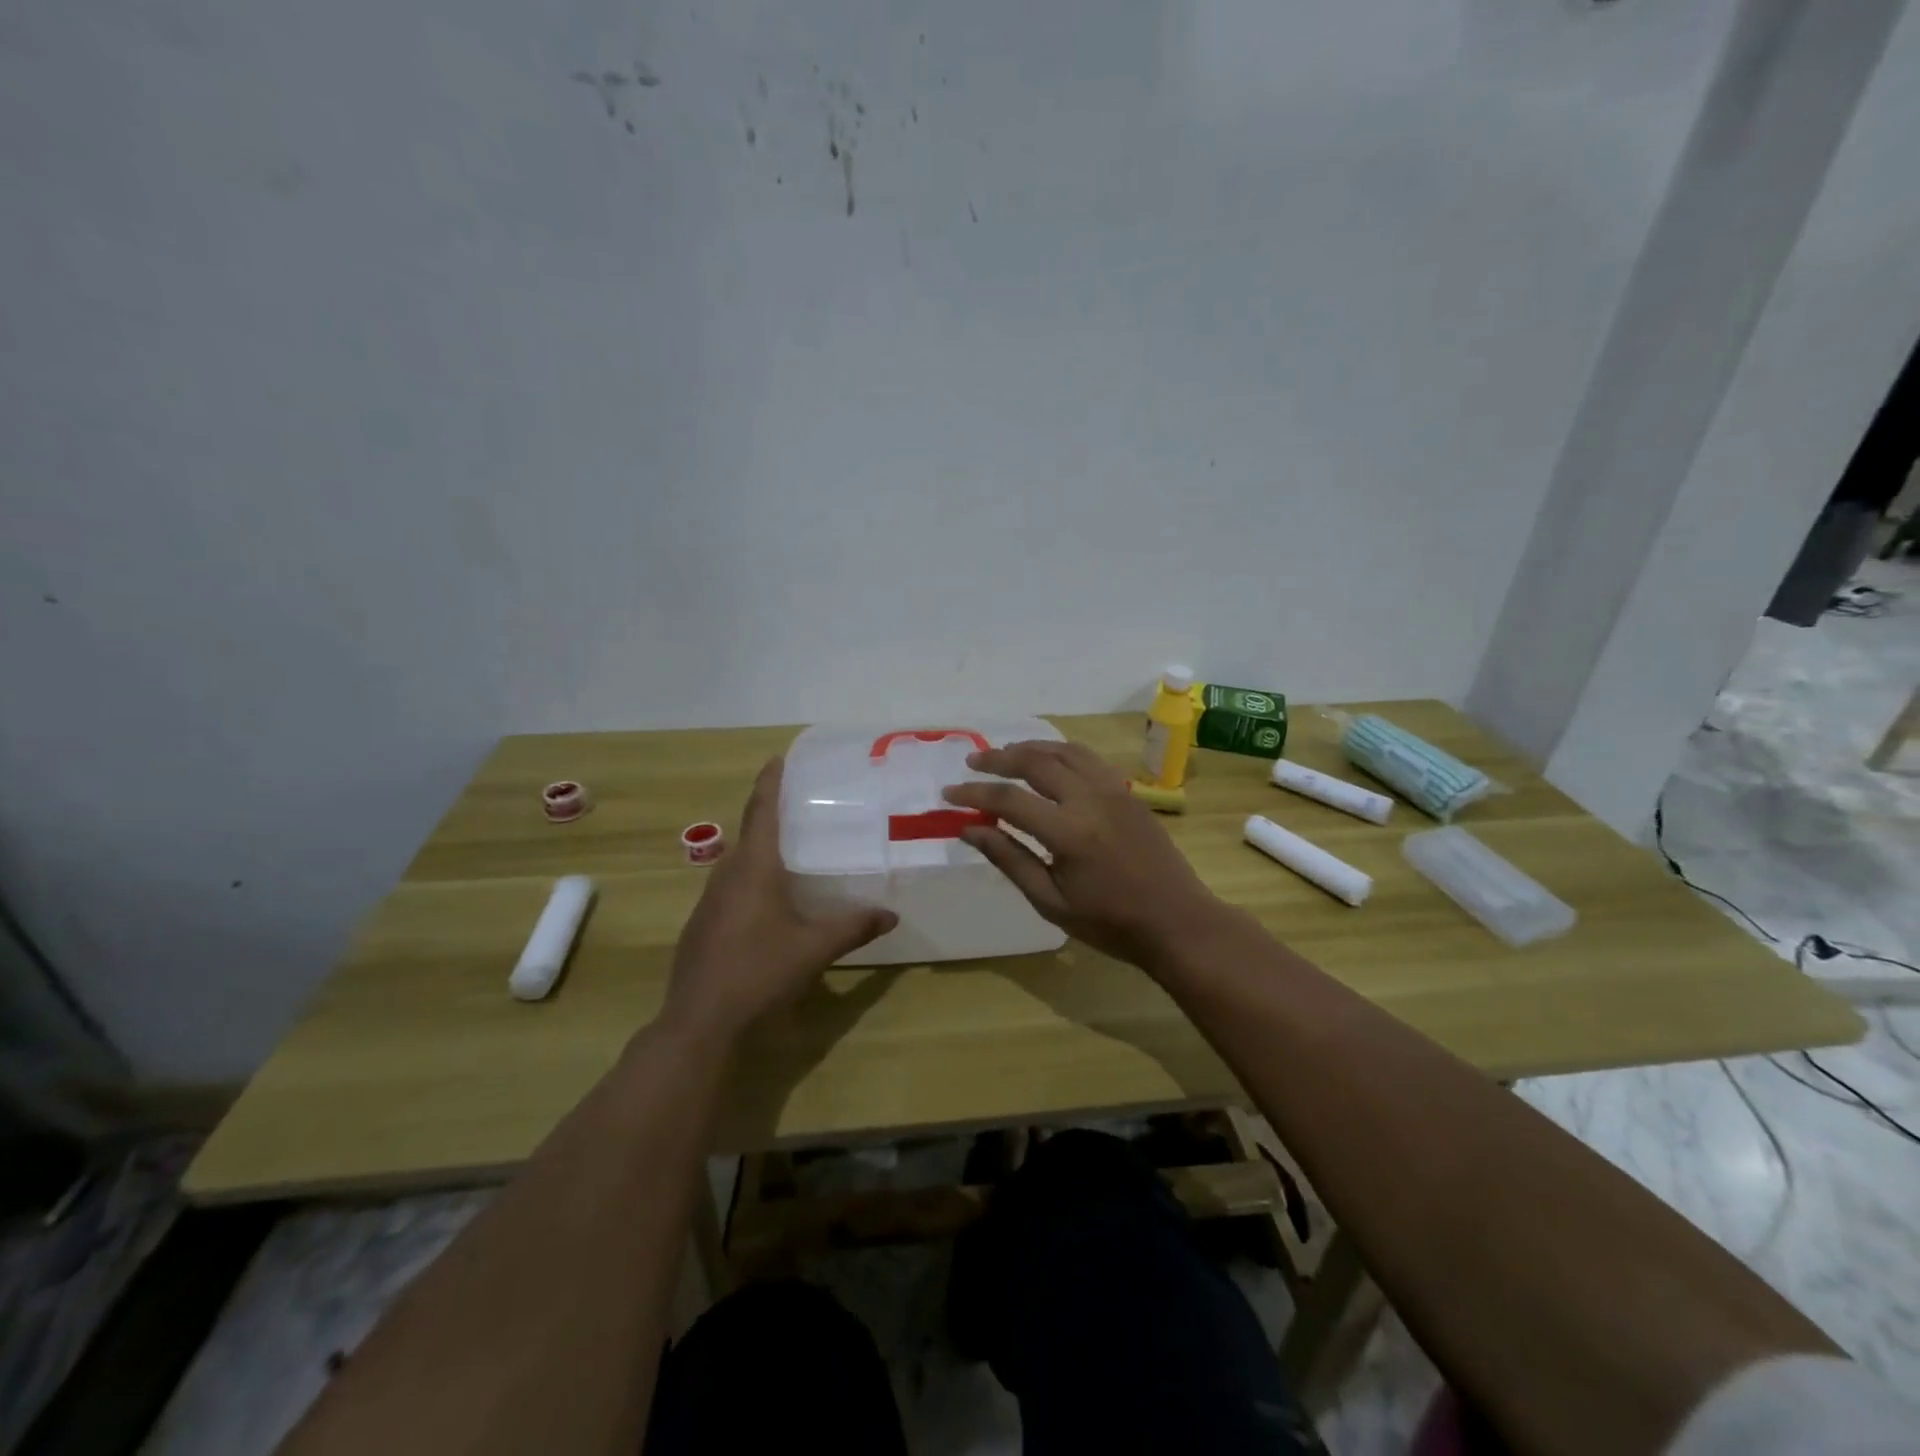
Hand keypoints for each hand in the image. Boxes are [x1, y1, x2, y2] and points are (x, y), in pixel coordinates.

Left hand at [663, 758, 896, 1044]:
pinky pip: (730, 888)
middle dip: (770, 817)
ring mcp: (708, 902)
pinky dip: (750, 881)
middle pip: (749, 835)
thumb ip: (854, 927)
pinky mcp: (701, 926)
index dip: (770, 783)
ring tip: (791, 853)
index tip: (777, 758)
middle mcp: (727, 875)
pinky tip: (768, 904)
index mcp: (754, 868)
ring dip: (761, 852)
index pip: (762, 812)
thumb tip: (892, 915)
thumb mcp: (815, 948)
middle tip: (801, 810)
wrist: (699, 1021)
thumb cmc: (760, 972)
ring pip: (738, 864)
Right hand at [942, 741, 1225, 968]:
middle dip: (998, 759)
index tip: (949, 793)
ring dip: (1030, 748)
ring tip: (1005, 755)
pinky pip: (1088, 758)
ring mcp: (1113, 790)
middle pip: (1035, 761)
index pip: (1008, 799)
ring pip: (1064, 750)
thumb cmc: (1109, 922)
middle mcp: (1090, 799)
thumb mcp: (1050, 901)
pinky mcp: (1128, 791)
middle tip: (972, 763)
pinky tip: (1048, 762)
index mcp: (1068, 832)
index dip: (973, 794)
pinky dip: (1060, 752)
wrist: (1176, 921)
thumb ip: (1009, 859)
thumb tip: (968, 829)